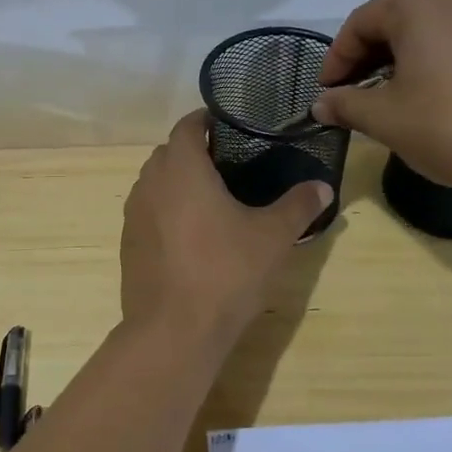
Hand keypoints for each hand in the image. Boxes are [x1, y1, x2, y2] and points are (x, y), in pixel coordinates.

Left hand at [120, 111, 331, 344]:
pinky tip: (191, 237)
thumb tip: (323, 187)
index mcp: (181, 168)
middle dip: (193, 152)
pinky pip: (147, 212)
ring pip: (154, 183)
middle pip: (168, 153)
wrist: (173, 330)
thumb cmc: (225, 272)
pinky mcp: (127, 243)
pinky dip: (166, 211)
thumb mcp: (272, 238)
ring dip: (177, 183)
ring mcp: (133, 215)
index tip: (230, 126)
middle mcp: (150, 183)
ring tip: (211, 200)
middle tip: (229, 165)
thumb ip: (298, 206)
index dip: (206, 121)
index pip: (187, 126)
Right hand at [312, 0, 451, 191]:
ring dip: (403, 61)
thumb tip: (320, 104)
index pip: (360, 23)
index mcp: (419, 1)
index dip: (336, 60)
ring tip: (394, 100)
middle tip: (355, 96)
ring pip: (431, 30)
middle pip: (396, 21)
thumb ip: (346, 105)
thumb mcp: (386, 118)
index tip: (327, 93)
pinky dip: (438, 63)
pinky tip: (437, 98)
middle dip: (369, 59)